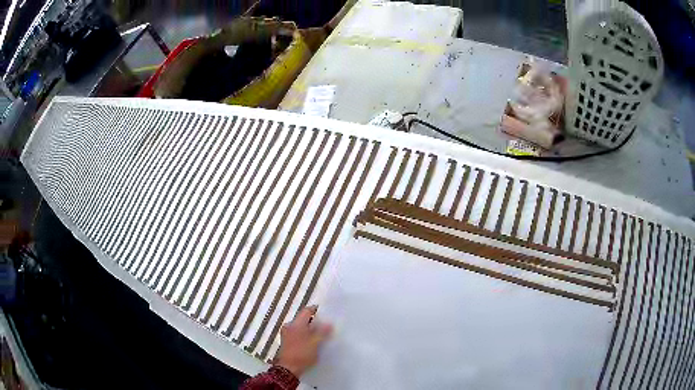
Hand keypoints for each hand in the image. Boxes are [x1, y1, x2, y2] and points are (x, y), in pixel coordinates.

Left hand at [276, 305, 332, 376]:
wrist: (289, 368)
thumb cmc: (302, 353)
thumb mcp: (315, 343)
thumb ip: (322, 332)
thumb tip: (329, 323)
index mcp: (296, 324)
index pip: (306, 311)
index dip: (316, 310)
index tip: (326, 312)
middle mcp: (289, 326)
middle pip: (303, 319)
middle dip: (314, 321)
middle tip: (326, 324)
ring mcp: (286, 334)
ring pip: (300, 327)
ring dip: (310, 329)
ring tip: (321, 334)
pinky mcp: (286, 341)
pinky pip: (297, 333)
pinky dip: (305, 335)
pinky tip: (312, 341)